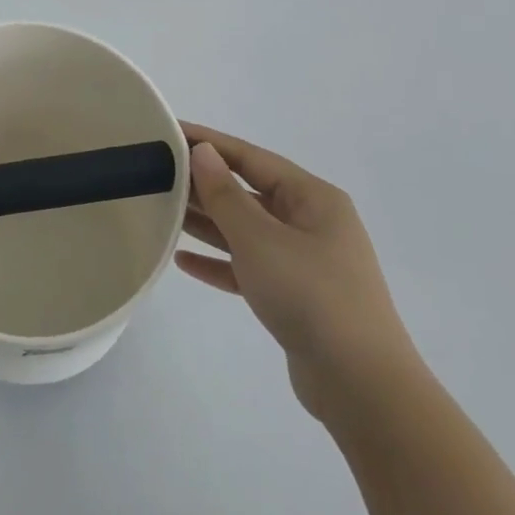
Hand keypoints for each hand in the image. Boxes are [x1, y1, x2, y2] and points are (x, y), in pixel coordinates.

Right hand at [177, 122, 419, 421]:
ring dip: (206, 222)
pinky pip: (247, 267)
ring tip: (161, 210)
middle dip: (203, 183)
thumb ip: (225, 195)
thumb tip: (203, 152)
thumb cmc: (310, 295)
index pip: (251, 158)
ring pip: (245, 230)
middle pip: (248, 192)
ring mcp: (303, 261)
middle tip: (155, 172)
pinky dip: (218, 262)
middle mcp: (311, 223)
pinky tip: (183, 260)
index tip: (168, 131)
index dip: (208, 142)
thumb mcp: (260, 239)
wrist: (360, 383)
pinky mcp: (293, 295)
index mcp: (313, 199)